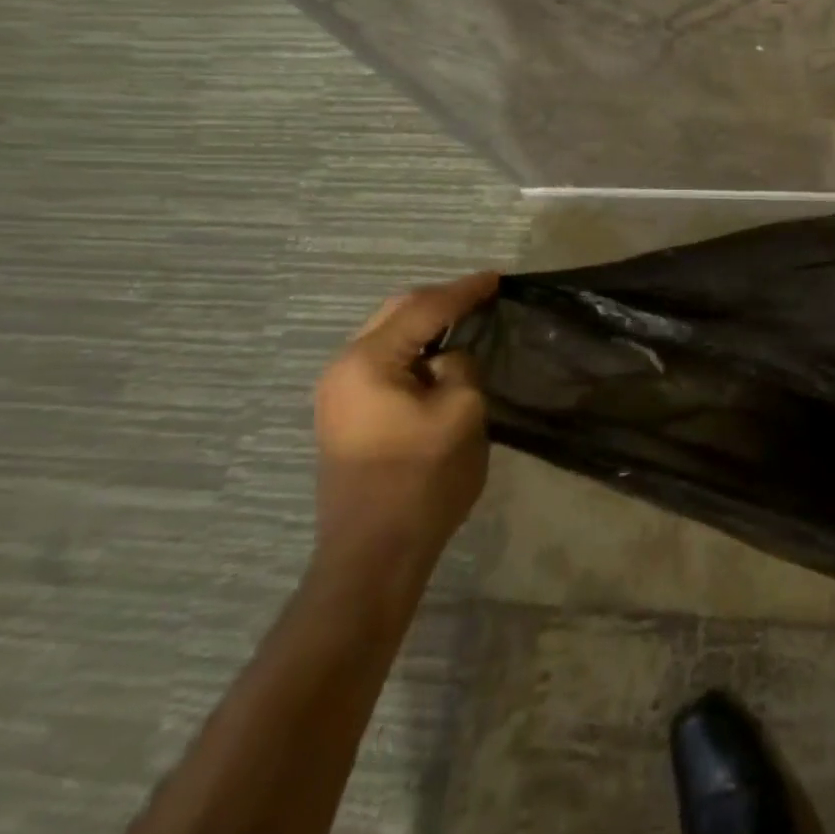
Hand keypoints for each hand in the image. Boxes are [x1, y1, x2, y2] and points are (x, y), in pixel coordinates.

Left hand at [313, 275, 498, 575]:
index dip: (464, 291)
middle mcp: (342, 368)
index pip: (423, 309)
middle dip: (440, 301)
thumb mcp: (462, 413)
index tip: (496, 278)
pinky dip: (414, 351)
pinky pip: (383, 362)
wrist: (374, 554)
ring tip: (466, 320)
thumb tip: (449, 359)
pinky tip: (440, 356)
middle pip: (396, 314)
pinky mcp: (345, 414)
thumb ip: (461, 367)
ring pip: (388, 337)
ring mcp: (338, 393)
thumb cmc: (422, 480)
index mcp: (367, 362)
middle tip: (482, 296)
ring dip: (426, 326)